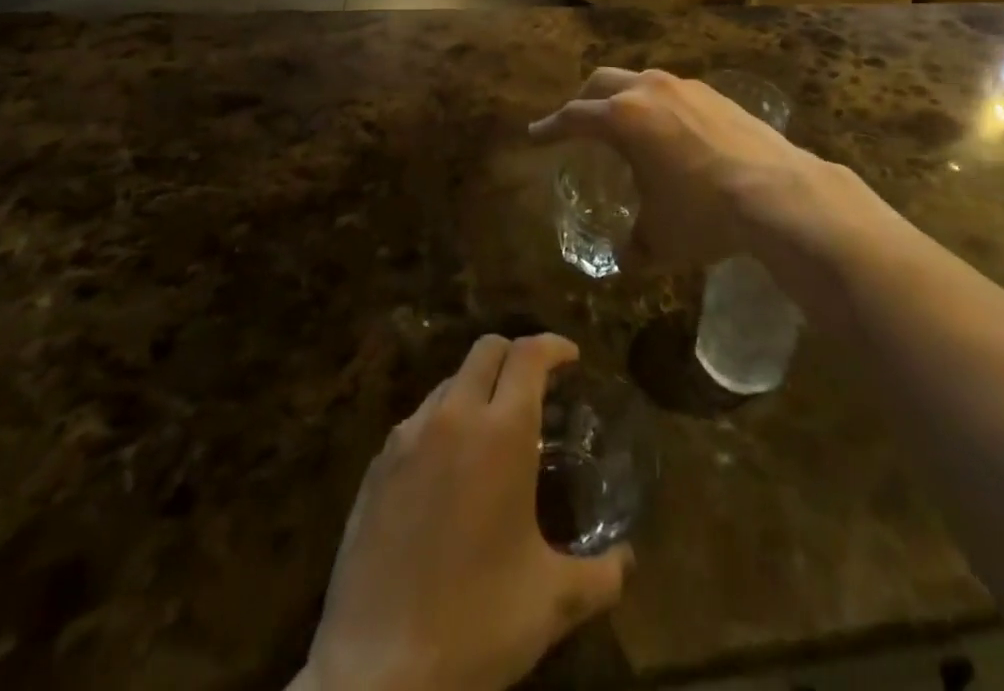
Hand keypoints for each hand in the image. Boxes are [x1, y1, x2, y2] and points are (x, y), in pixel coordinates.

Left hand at [304, 334, 631, 690]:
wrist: (375, 676)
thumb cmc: (475, 625)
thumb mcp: (552, 602)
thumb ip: (601, 574)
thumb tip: (628, 561)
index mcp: (501, 432)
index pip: (530, 353)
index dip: (555, 346)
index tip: (572, 361)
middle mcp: (453, 417)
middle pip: (487, 350)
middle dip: (517, 357)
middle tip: (537, 391)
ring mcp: (407, 438)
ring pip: (449, 382)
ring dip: (477, 389)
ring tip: (493, 433)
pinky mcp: (375, 467)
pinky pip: (417, 421)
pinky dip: (443, 424)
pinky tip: (449, 473)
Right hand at [528, 68, 838, 273]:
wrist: (777, 192)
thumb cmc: (703, 213)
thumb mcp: (659, 239)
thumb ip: (634, 246)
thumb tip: (625, 258)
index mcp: (623, 117)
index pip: (573, 116)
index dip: (550, 127)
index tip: (536, 134)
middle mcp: (650, 91)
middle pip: (602, 82)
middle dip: (585, 100)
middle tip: (577, 121)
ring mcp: (687, 87)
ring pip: (642, 80)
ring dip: (625, 97)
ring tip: (626, 123)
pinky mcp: (718, 94)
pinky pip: (675, 92)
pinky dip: (660, 104)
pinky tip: (672, 131)